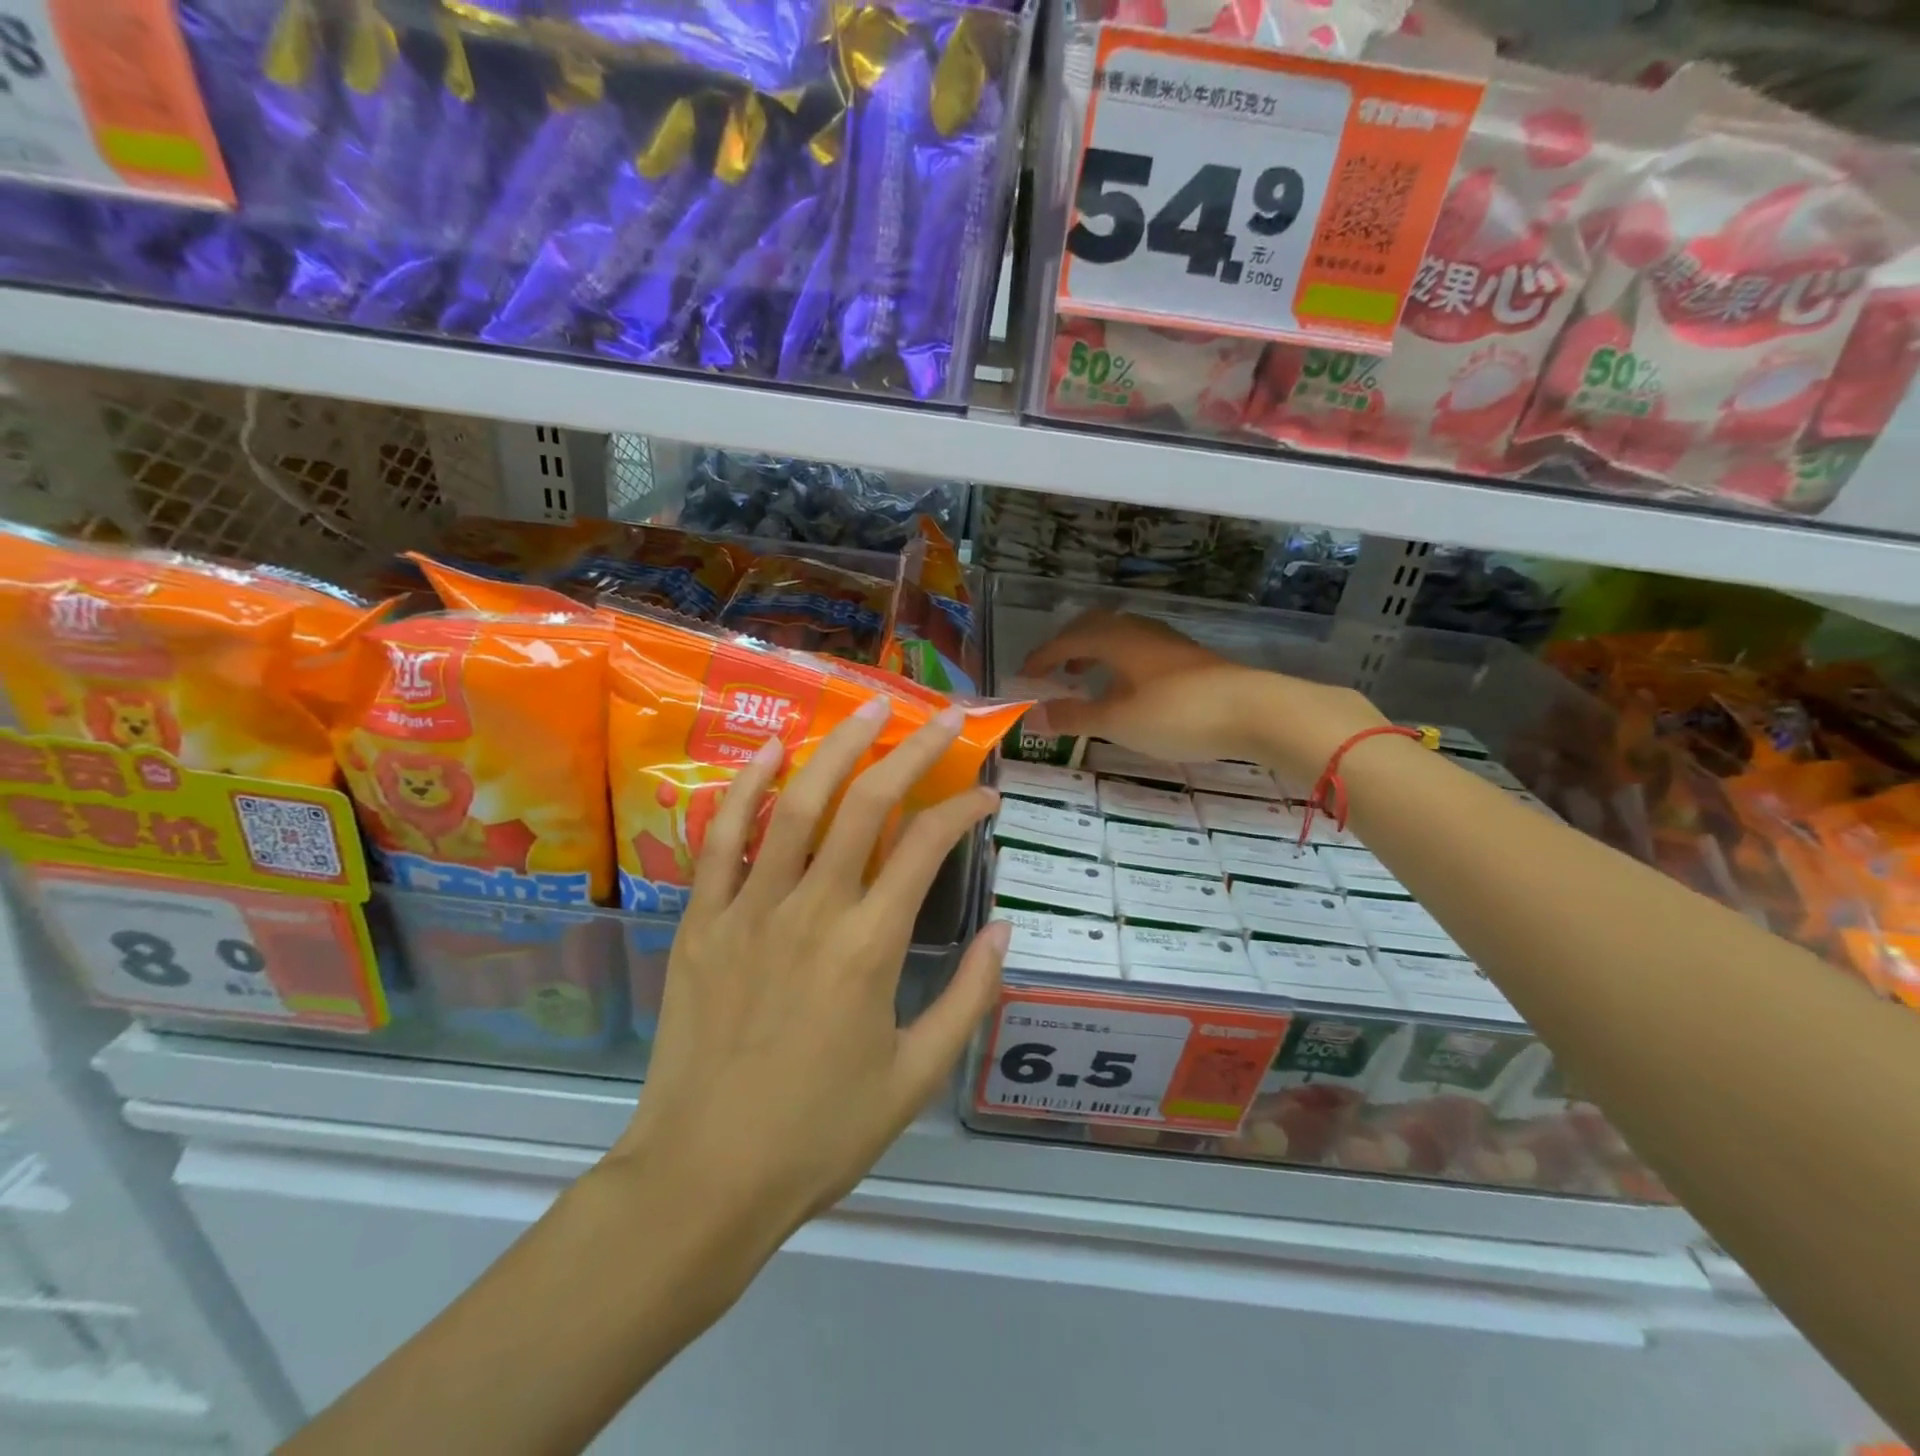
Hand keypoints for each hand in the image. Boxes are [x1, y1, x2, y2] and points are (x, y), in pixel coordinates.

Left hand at [613, 698, 1008, 1252]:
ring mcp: (751, 908)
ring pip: (799, 804)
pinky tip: (771, 751)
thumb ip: (967, 999)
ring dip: (838, 748)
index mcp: (870, 947)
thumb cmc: (819, 1133)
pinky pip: (722, 838)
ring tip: (868, 706)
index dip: (963, 810)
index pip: (927, 847)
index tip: (987, 798)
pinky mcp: (703, 920)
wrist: (705, 1177)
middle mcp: (813, 909)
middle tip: (943, 717)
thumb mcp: (915, 1078)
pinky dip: (746, 787)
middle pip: (868, 804)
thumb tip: (1004, 930)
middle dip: (913, 751)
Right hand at [1020, 610, 1383, 780]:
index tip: (1023, 674)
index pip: (1066, 640)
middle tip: (1053, 670)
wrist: (1255, 710)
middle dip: (1068, 646)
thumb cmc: (1177, 714)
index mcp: (1116, 639)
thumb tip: (1030, 716)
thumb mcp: (1118, 722)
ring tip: (1085, 678)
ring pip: (1120, 636)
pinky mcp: (1189, 659)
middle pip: (1094, 626)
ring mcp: (1167, 643)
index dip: (1041, 656)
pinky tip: (1128, 689)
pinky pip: (1139, 649)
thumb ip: (1073, 717)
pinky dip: (1119, 662)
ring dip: (1095, 653)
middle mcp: (1139, 631)